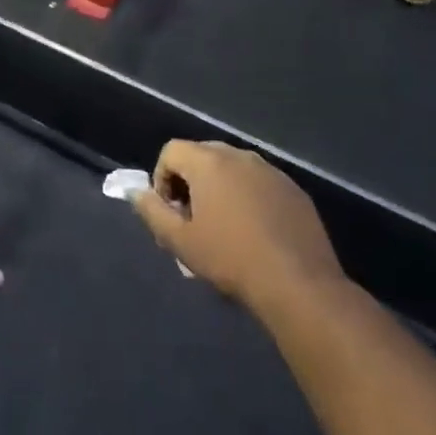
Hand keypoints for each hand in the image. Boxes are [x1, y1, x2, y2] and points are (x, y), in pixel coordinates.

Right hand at [129, 141, 344, 312]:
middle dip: (190, 181)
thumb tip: (137, 192)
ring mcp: (271, 170)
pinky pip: (259, 182)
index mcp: (209, 162)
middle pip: (202, 154)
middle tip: (192, 218)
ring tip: (223, 226)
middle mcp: (240, 156)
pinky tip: (254, 231)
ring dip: (220, 188)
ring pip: (233, 168)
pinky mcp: (294, 189)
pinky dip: (248, 196)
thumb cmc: (230, 259)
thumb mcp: (179, 241)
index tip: (171, 212)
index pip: (172, 150)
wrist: (298, 284)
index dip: (162, 178)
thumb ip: (152, 211)